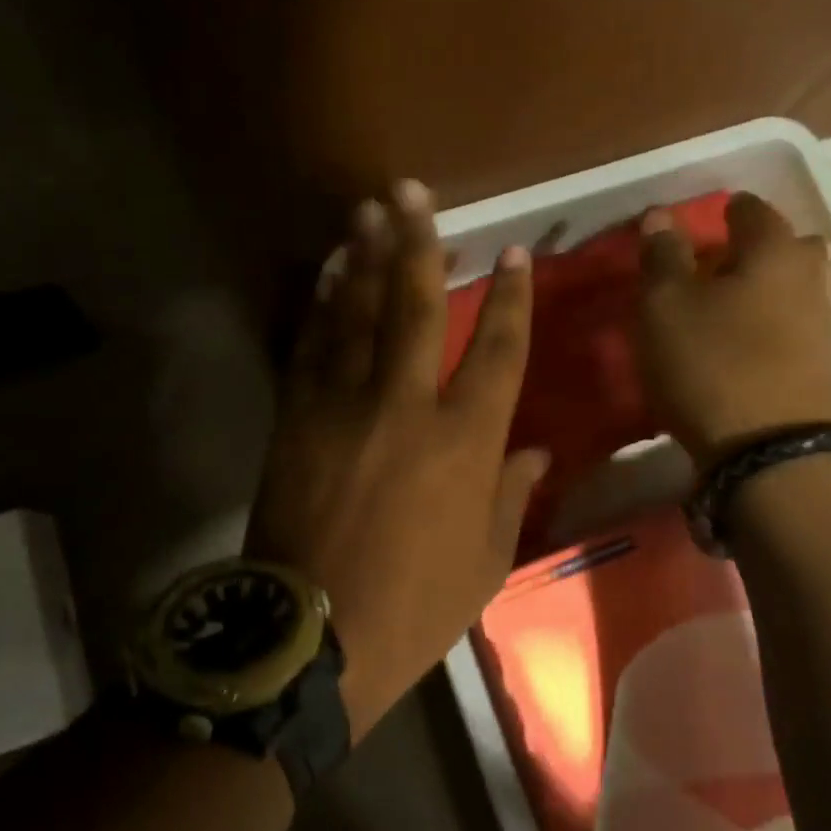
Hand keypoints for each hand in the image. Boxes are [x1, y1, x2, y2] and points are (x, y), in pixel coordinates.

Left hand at [246, 180, 546, 738]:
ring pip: (355, 314)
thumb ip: (511, 495)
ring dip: (363, 257)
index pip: (497, 350)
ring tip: (368, 209)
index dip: (509, 298)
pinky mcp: (296, 418)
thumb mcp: (485, 562)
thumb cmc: (414, 607)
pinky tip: (325, 273)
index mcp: (465, 441)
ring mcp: (344, 406)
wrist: (312, 639)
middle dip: (418, 243)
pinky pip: (310, 347)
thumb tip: (534, 450)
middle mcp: (406, 405)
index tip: (512, 254)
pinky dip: (319, 305)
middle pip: (414, 307)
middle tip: (413, 191)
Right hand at [636, 190, 830, 463]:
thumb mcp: (665, 305)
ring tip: (722, 305)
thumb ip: (662, 257)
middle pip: (788, 248)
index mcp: (773, 251)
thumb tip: (661, 216)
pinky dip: (768, 324)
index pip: (753, 210)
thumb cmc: (710, 362)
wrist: (771, 451)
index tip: (708, 217)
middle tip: (720, 261)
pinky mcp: (818, 369)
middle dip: (757, 248)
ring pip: (792, 289)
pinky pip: (791, 327)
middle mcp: (807, 280)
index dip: (727, 209)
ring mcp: (820, 327)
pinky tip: (741, 342)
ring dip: (762, 288)